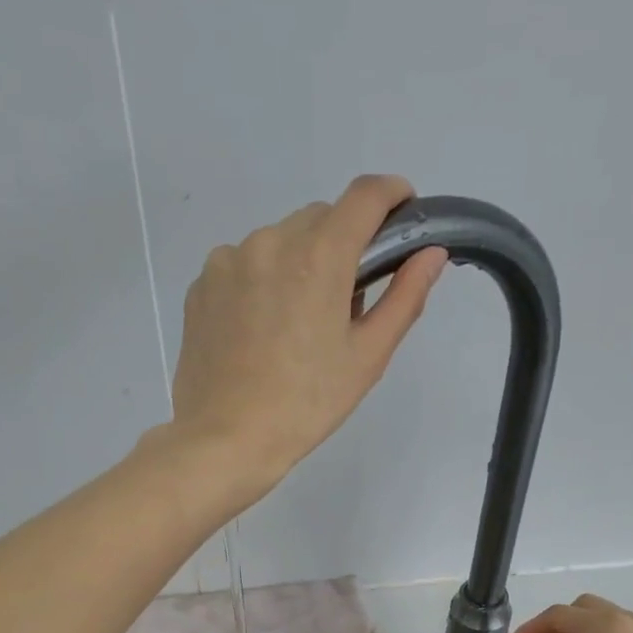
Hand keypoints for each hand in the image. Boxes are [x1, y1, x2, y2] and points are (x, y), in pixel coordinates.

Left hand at [168, 174, 448, 501]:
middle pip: (321, 218)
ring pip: (280, 240)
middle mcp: (270, 241)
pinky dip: (262, 280)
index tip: (403, 211)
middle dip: (343, 245)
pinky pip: (244, 264)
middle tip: (345, 302)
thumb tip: (431, 253)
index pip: (365, 195)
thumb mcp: (367, 357)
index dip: (392, 194)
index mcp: (318, 256)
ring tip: (296, 324)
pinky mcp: (202, 284)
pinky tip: (260, 330)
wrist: (225, 439)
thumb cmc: (305, 405)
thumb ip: (404, 297)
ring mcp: (228, 261)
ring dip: (299, 263)